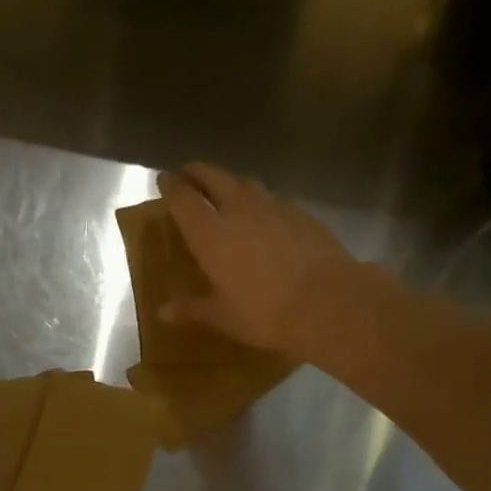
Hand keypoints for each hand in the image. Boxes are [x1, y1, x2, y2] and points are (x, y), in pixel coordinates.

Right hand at [158, 162, 359, 359]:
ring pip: (245, 182)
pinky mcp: (301, 213)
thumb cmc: (266, 313)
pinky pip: (273, 199)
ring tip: (225, 190)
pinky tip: (265, 215)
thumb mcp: (223, 317)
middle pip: (213, 177)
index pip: (184, 199)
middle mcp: (239, 210)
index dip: (171, 186)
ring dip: (230, 181)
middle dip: (197, 172)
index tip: (164, 180)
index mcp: (211, 234)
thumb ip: (192, 310)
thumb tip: (163, 312)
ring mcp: (273, 207)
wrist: (327, 301)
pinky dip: (261, 200)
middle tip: (187, 174)